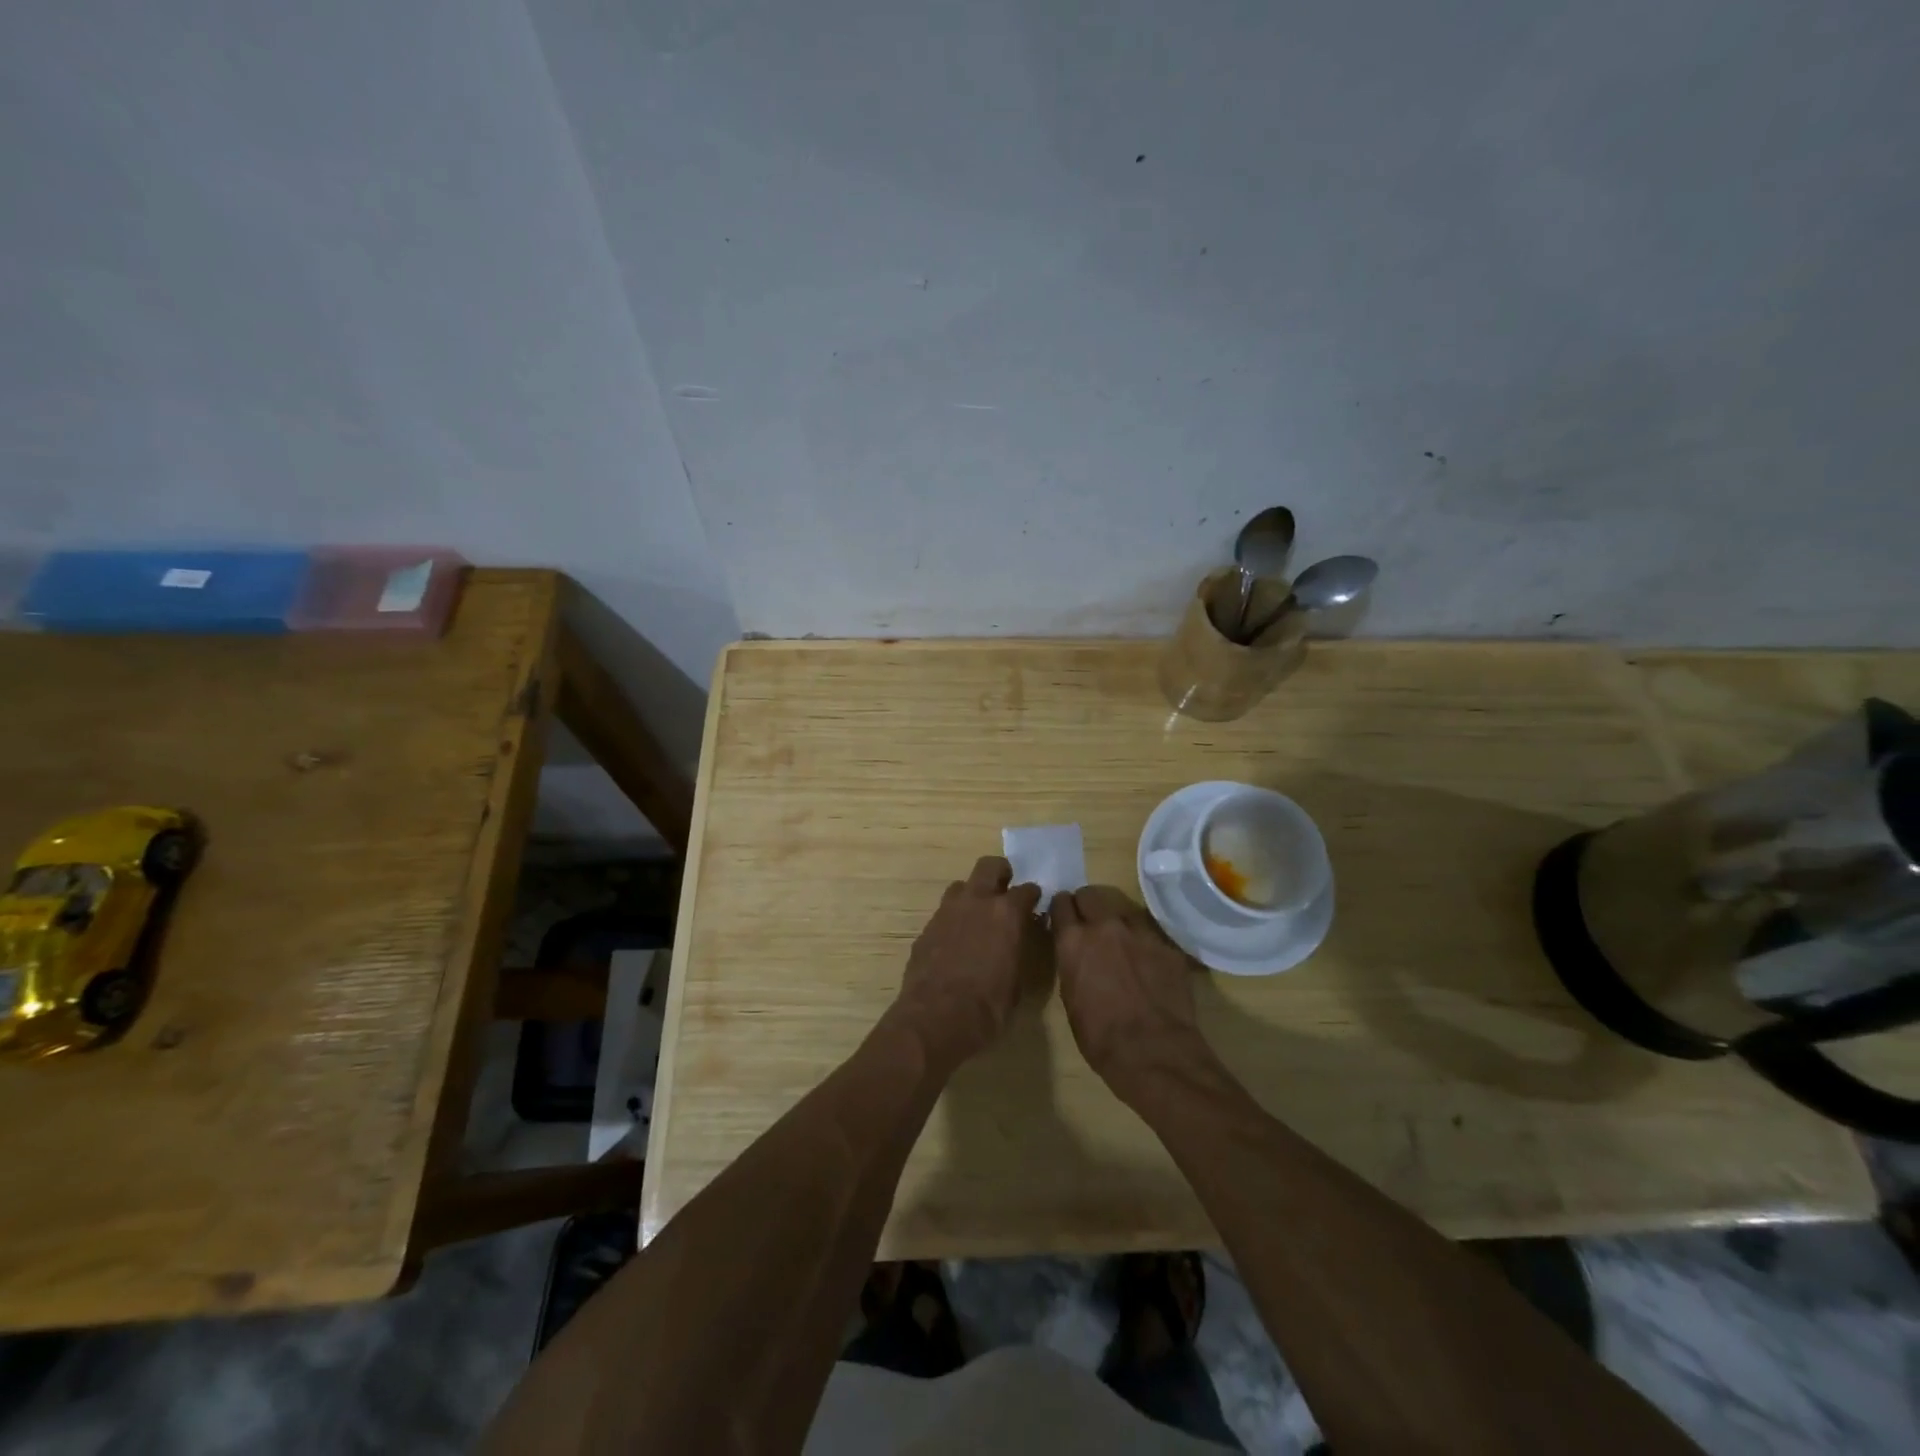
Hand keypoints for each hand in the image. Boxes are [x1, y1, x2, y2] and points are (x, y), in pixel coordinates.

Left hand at [889, 856, 1041, 1071]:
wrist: (935, 1018)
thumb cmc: (988, 1008)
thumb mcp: (1018, 982)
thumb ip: (1019, 951)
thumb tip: (1018, 941)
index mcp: (1007, 914)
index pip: (1027, 890)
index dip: (1033, 896)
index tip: (1034, 904)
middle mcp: (977, 902)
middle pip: (989, 866)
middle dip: (1000, 873)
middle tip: (1005, 889)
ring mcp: (947, 911)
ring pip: (962, 885)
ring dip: (972, 894)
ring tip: (978, 915)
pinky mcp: (926, 927)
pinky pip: (944, 912)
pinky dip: (954, 919)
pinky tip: (956, 941)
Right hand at [1052, 886, 1213, 1097]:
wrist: (1154, 1053)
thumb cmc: (1100, 1037)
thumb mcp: (1070, 998)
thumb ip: (1072, 963)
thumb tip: (1076, 953)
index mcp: (1074, 941)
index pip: (1061, 903)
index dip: (1061, 910)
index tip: (1063, 918)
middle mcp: (1105, 926)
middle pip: (1091, 894)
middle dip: (1086, 905)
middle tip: (1089, 923)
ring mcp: (1140, 932)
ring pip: (1123, 909)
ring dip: (1117, 921)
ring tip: (1121, 943)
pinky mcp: (1167, 946)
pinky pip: (1150, 934)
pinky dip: (1144, 944)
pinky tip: (1147, 965)